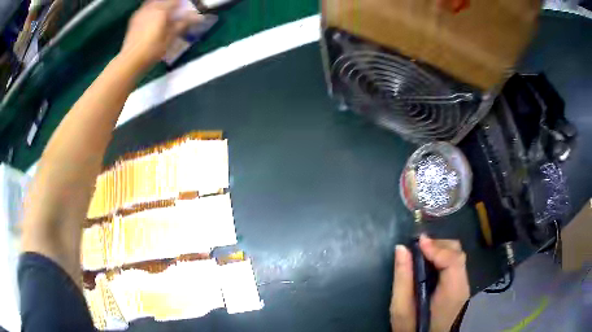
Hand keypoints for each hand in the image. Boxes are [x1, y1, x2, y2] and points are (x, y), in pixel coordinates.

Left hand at [120, 0, 202, 71]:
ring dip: (161, 5)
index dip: (183, 5)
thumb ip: (182, 24)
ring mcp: (141, 12)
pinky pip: (146, 8)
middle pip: (164, 1)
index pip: (177, 1)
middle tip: (176, 11)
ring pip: (154, 2)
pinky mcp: (134, 19)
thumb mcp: (170, 39)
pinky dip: (151, 9)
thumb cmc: (151, 50)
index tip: (187, 10)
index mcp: (162, 10)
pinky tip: (153, 17)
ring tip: (164, 14)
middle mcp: (151, 7)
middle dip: (172, 4)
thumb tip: (197, 17)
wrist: (129, 61)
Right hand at [390, 235, 469, 331]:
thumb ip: (403, 278)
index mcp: (452, 292)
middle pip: (457, 253)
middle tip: (416, 247)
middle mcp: (462, 285)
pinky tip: (427, 263)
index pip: (453, 260)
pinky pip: (453, 264)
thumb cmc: (412, 329)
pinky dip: (441, 257)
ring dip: (439, 249)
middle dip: (438, 244)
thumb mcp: (401, 309)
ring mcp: (462, 285)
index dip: (436, 247)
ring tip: (420, 253)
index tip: (417, 243)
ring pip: (456, 256)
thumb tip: (401, 248)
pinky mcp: (458, 287)